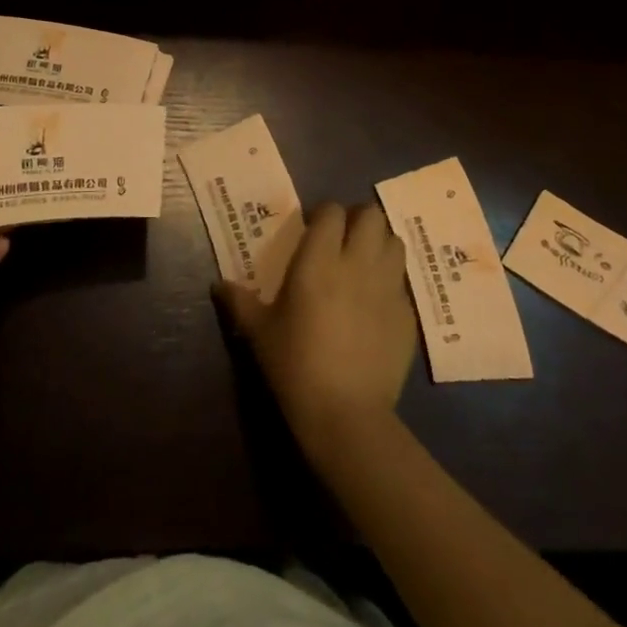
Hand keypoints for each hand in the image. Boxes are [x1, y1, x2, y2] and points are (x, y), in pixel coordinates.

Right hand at [214, 202, 416, 450]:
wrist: (346, 414)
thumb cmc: (295, 365)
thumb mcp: (259, 332)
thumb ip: (239, 301)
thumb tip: (218, 284)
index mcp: (319, 260)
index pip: (332, 212)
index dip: (324, 214)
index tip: (313, 229)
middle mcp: (358, 264)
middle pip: (372, 215)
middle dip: (359, 220)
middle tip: (343, 239)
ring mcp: (388, 288)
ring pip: (395, 242)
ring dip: (380, 244)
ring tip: (365, 262)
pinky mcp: (407, 315)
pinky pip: (402, 282)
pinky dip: (391, 282)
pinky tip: (376, 304)